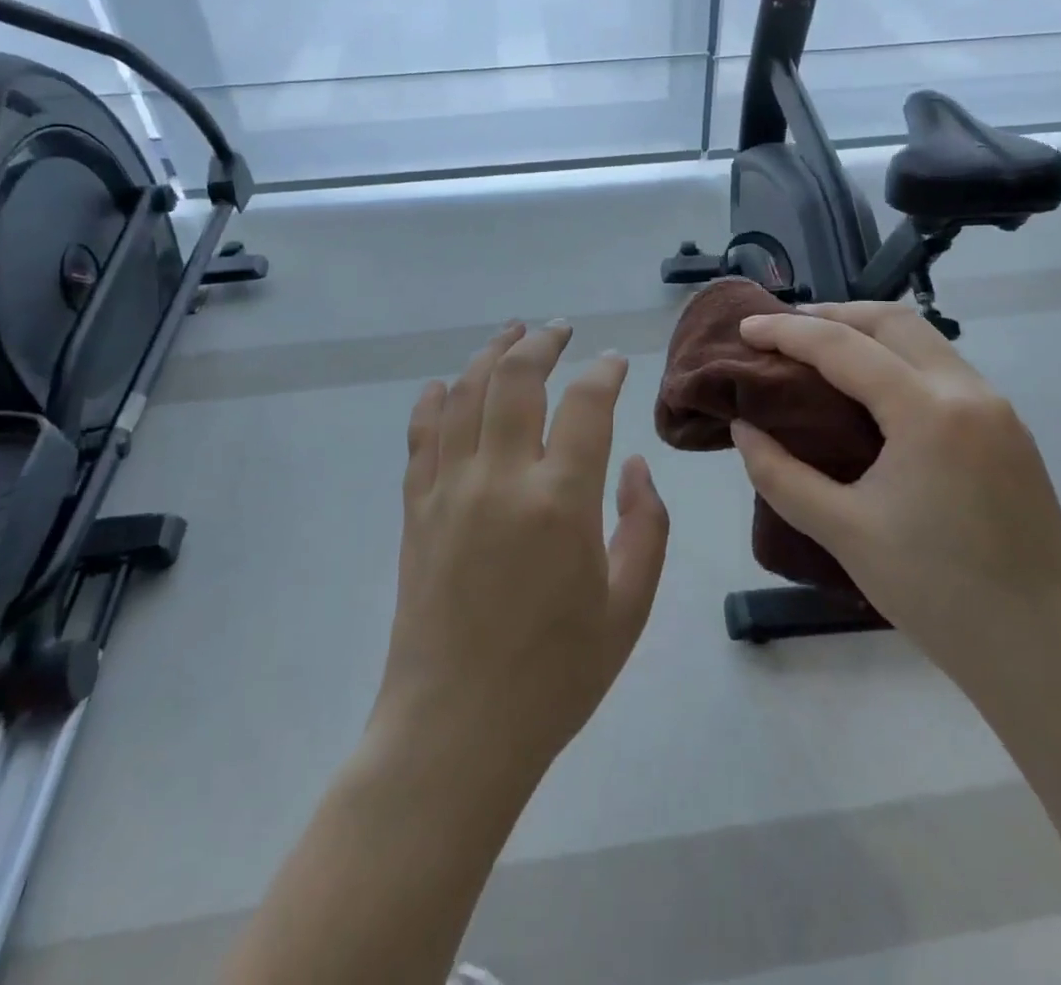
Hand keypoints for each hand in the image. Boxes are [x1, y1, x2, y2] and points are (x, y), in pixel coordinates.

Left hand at [372, 321, 670, 786]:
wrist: (456, 730)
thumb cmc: (555, 675)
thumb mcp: (628, 607)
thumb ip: (645, 525)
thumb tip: (631, 465)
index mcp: (561, 501)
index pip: (587, 403)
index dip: (605, 370)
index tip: (615, 360)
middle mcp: (501, 478)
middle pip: (517, 378)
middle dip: (542, 342)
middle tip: (560, 330)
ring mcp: (450, 489)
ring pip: (466, 393)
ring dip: (490, 354)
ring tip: (511, 334)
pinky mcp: (416, 509)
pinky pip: (422, 435)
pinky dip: (436, 400)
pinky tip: (448, 385)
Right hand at [731, 303, 1060, 680]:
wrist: (1043, 653)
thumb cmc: (936, 593)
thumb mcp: (842, 531)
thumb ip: (780, 473)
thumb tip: (744, 428)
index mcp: (927, 411)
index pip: (844, 346)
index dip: (787, 332)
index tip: (745, 328)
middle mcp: (968, 392)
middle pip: (892, 321)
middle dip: (832, 314)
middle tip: (783, 332)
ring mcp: (998, 409)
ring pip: (925, 340)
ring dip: (869, 334)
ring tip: (821, 353)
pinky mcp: (1009, 433)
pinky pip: (944, 370)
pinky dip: (899, 361)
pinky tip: (872, 393)